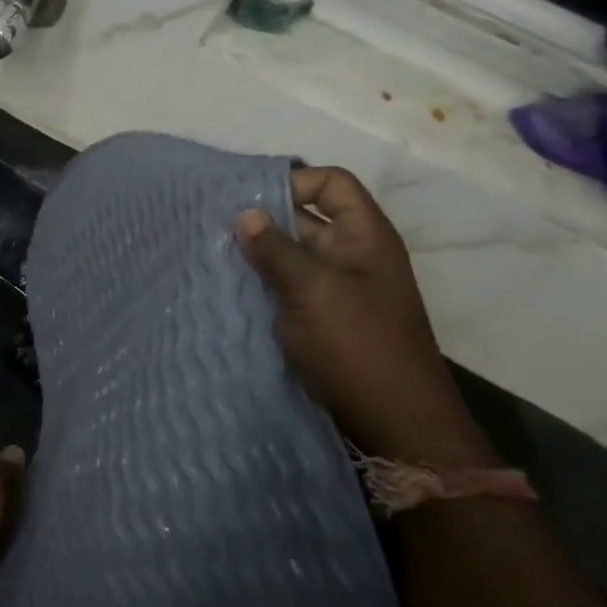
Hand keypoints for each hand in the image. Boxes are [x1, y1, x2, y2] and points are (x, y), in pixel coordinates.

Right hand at [237, 167, 493, 466]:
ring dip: (258, 253)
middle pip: (306, 217)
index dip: (292, 182)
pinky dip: (261, 283)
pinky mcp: (321, 317)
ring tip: (213, 253)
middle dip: (263, 218)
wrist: (394, 424)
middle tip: (213, 224)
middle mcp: (352, 254)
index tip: (247, 199)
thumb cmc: (357, 345)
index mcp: (364, 236)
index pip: (331, 184)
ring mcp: (337, 288)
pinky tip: (228, 286)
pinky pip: (287, 286)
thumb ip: (275, 249)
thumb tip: (244, 214)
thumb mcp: (312, 289)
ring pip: (291, 254)